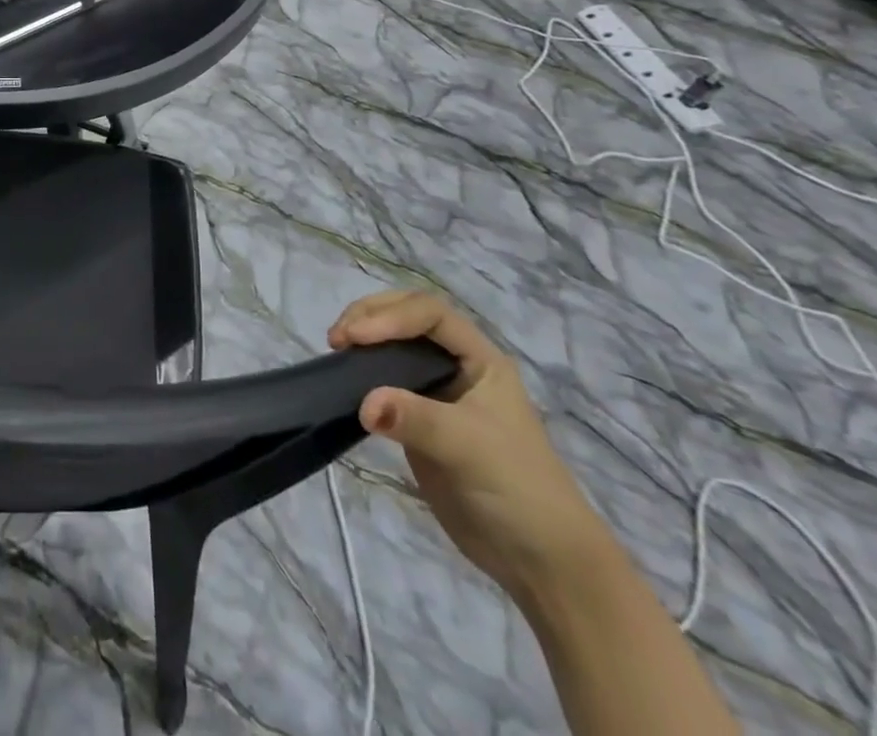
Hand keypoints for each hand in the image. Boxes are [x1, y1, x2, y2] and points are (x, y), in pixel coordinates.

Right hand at [329, 291, 615, 600]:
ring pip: (394, 345)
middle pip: (408, 317)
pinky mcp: (419, 420)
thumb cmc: (517, 490)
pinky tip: (345, 380)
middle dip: (371, 316)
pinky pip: (385, 380)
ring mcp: (437, 392)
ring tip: (336, 350)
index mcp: (481, 359)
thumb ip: (416, 419)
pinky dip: (362, 372)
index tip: (355, 338)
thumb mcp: (469, 447)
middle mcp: (458, 366)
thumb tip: (363, 404)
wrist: (540, 561)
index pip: (429, 314)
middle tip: (338, 337)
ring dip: (364, 339)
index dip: (390, 317)